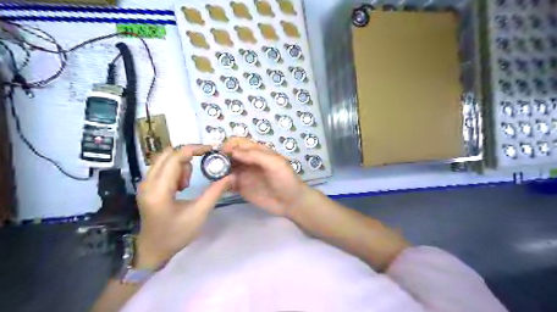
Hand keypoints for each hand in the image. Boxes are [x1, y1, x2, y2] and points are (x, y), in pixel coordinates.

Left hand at [135, 145, 231, 268]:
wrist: (153, 250)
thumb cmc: (176, 234)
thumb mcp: (199, 213)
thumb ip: (215, 192)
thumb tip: (231, 176)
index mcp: (159, 190)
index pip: (175, 158)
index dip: (194, 149)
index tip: (211, 150)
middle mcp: (147, 182)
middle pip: (167, 154)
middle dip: (187, 156)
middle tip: (200, 168)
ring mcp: (145, 184)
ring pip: (164, 159)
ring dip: (181, 164)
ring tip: (187, 184)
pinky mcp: (147, 187)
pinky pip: (162, 167)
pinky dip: (175, 170)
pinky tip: (181, 186)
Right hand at [221, 138, 311, 214]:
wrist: (291, 202)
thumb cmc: (285, 179)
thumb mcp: (274, 163)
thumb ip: (255, 155)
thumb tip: (233, 151)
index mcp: (257, 151)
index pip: (238, 143)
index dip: (228, 145)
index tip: (220, 154)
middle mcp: (248, 161)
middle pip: (229, 154)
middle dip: (219, 157)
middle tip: (212, 166)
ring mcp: (244, 175)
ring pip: (226, 168)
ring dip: (218, 170)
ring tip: (213, 176)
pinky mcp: (241, 188)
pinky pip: (228, 182)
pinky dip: (221, 182)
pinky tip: (218, 186)